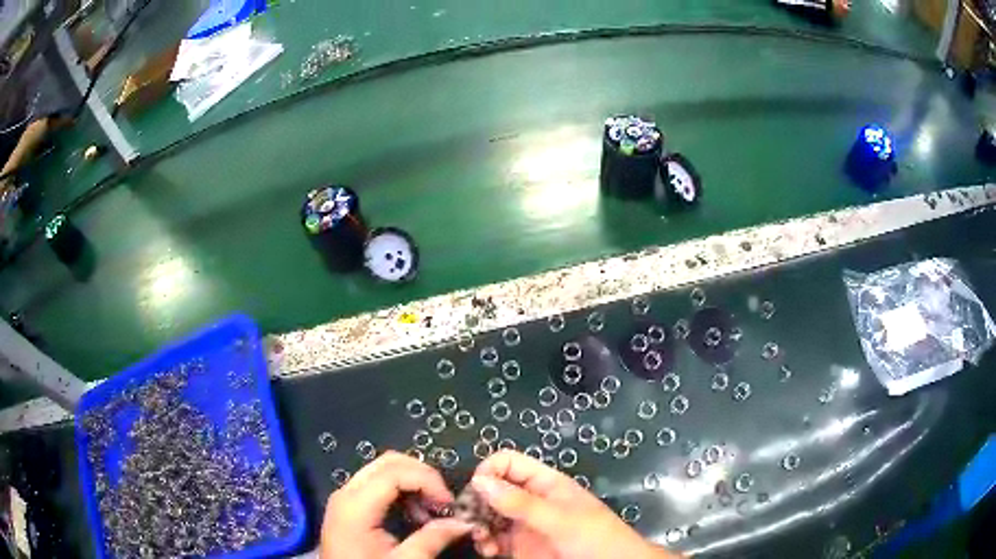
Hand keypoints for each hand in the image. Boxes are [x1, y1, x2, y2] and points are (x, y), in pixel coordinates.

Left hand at [320, 451, 471, 558]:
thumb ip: (433, 539)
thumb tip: (464, 523)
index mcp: (356, 504)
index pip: (395, 472)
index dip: (428, 481)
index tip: (450, 504)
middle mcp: (347, 492)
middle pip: (388, 463)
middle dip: (422, 476)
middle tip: (444, 502)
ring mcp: (345, 498)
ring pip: (383, 470)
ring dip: (413, 484)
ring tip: (432, 513)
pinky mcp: (348, 507)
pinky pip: (377, 485)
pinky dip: (401, 492)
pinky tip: (415, 515)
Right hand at [469, 451, 679, 558]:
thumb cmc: (593, 537)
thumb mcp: (559, 519)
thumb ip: (520, 503)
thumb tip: (479, 480)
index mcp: (544, 483)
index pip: (508, 463)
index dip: (489, 472)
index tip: (475, 491)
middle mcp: (529, 501)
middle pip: (492, 490)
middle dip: (477, 502)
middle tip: (469, 519)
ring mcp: (522, 524)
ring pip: (487, 515)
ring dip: (478, 524)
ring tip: (480, 538)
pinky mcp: (518, 547)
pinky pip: (492, 539)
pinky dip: (484, 542)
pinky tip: (487, 550)